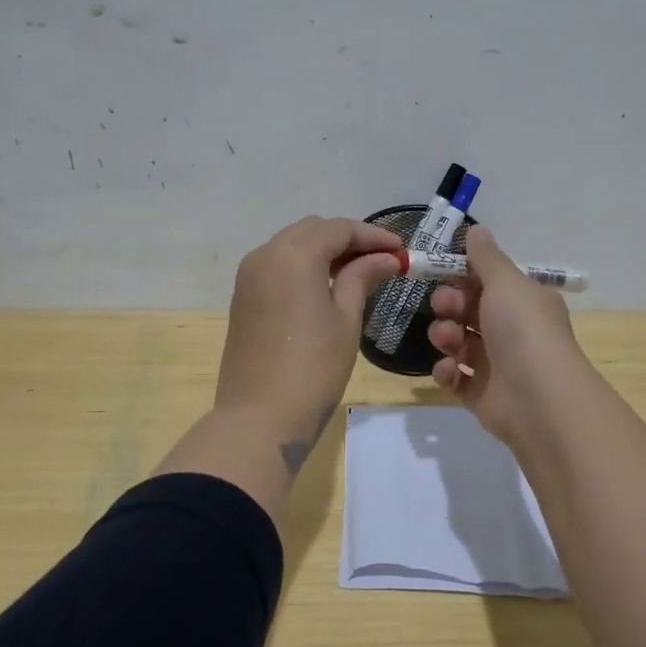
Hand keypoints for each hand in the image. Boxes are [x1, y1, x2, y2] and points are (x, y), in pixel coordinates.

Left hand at [216, 216, 404, 467]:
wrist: (259, 417)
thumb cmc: (313, 368)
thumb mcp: (346, 319)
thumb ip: (362, 278)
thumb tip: (385, 258)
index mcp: (294, 254)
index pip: (339, 229)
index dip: (373, 236)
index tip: (402, 250)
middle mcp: (266, 254)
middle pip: (313, 230)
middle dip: (348, 239)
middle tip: (382, 261)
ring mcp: (249, 275)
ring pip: (292, 245)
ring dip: (324, 250)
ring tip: (359, 272)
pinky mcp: (242, 296)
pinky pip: (277, 265)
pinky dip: (303, 266)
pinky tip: (326, 286)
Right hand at [427, 226, 586, 446]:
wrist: (538, 399)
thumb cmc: (523, 330)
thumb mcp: (505, 282)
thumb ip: (486, 257)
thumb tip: (477, 230)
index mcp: (523, 301)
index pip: (487, 281)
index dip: (462, 275)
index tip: (441, 271)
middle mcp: (512, 330)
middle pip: (468, 310)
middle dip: (449, 304)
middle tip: (444, 307)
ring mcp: (496, 364)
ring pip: (458, 342)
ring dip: (445, 336)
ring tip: (448, 341)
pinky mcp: (481, 394)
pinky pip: (455, 377)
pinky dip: (447, 371)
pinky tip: (451, 371)